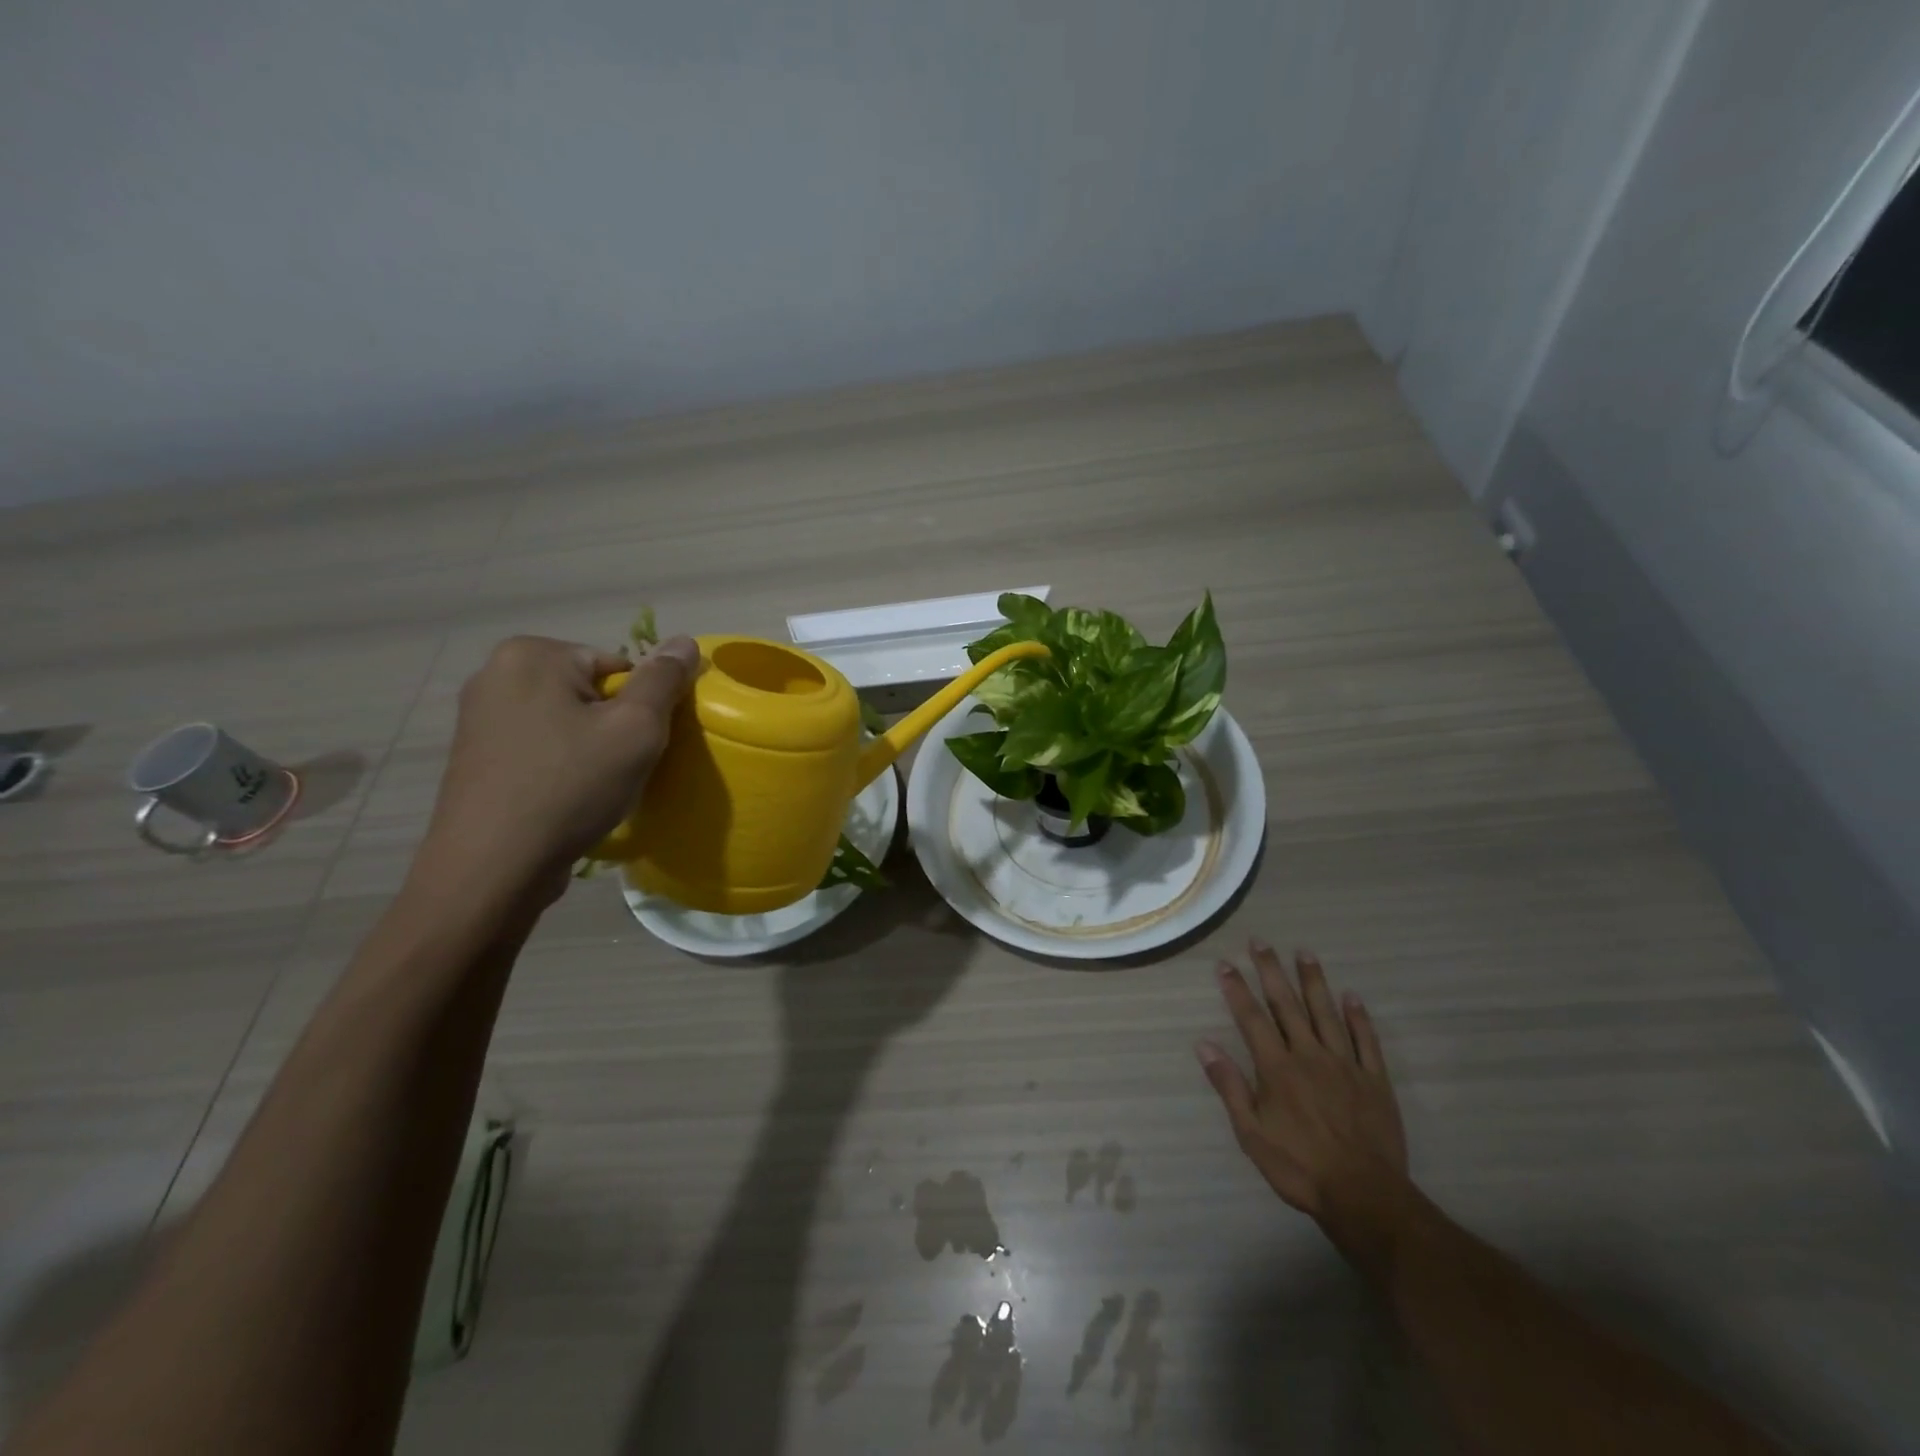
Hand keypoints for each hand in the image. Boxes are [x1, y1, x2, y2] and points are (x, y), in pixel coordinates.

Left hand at [417, 634, 699, 897]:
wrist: (492, 868)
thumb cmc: (570, 787)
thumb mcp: (636, 729)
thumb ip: (664, 680)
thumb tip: (685, 640)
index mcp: (532, 654)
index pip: (617, 666)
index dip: (641, 706)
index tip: (640, 746)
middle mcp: (495, 673)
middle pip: (590, 691)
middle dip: (613, 725)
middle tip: (622, 767)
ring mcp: (478, 716)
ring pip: (566, 720)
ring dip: (590, 747)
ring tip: (596, 787)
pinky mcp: (475, 755)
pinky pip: (540, 745)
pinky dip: (561, 764)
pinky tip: (566, 797)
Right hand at [1198, 942, 1409, 1224]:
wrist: (1365, 1197)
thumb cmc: (1299, 1167)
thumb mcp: (1251, 1134)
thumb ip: (1229, 1086)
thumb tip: (1204, 1045)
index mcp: (1277, 1068)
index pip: (1252, 1018)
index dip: (1237, 989)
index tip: (1225, 963)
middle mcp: (1309, 1055)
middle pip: (1287, 1005)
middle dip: (1271, 971)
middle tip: (1261, 942)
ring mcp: (1345, 1065)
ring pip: (1326, 1013)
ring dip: (1313, 981)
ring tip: (1304, 953)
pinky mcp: (1375, 1080)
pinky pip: (1366, 1041)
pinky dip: (1358, 1017)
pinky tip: (1351, 997)